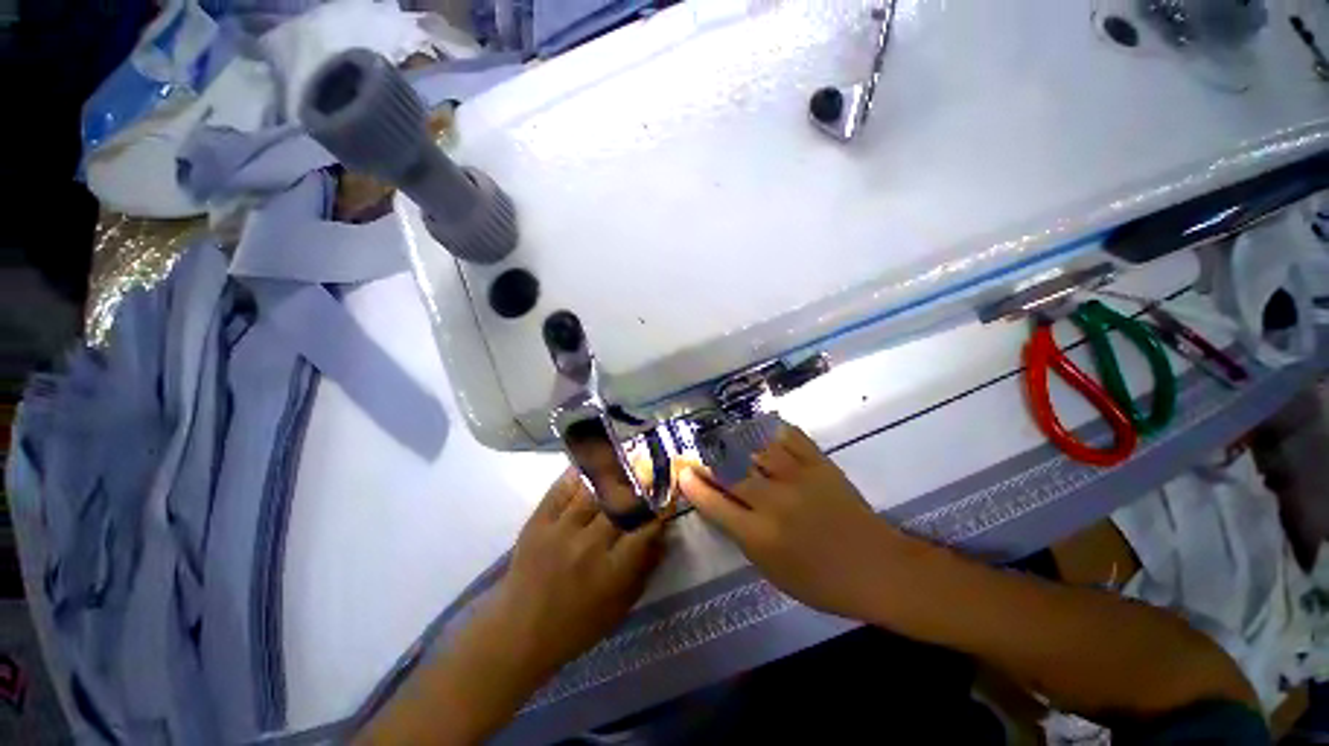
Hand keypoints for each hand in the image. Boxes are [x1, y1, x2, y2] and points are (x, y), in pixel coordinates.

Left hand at [356, 471, 664, 745]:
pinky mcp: (538, 521)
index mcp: (613, 571)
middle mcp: (589, 545)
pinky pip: (562, 488)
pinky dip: (578, 472)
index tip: (671, 487)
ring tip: (626, 452)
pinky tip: (591, 460)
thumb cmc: (577, 624)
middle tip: (652, 459)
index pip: (647, 527)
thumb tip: (664, 531)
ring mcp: (561, 530)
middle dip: (641, 477)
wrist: (518, 631)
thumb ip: (646, 567)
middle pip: (622, 502)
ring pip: (594, 489)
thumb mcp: (621, 605)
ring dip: (613, 469)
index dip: (662, 504)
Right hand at [679, 425, 910, 619]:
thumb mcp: (771, 571)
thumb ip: (742, 535)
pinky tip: (760, 427)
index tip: (682, 472)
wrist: (875, 567)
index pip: (714, 503)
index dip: (693, 485)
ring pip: (755, 448)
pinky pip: (790, 437)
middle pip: (730, 472)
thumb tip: (720, 503)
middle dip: (707, 459)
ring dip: (734, 440)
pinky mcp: (820, 464)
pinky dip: (772, 429)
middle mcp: (774, 502)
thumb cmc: (820, 581)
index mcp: (760, 536)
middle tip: (697, 451)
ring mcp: (798, 479)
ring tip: (723, 435)